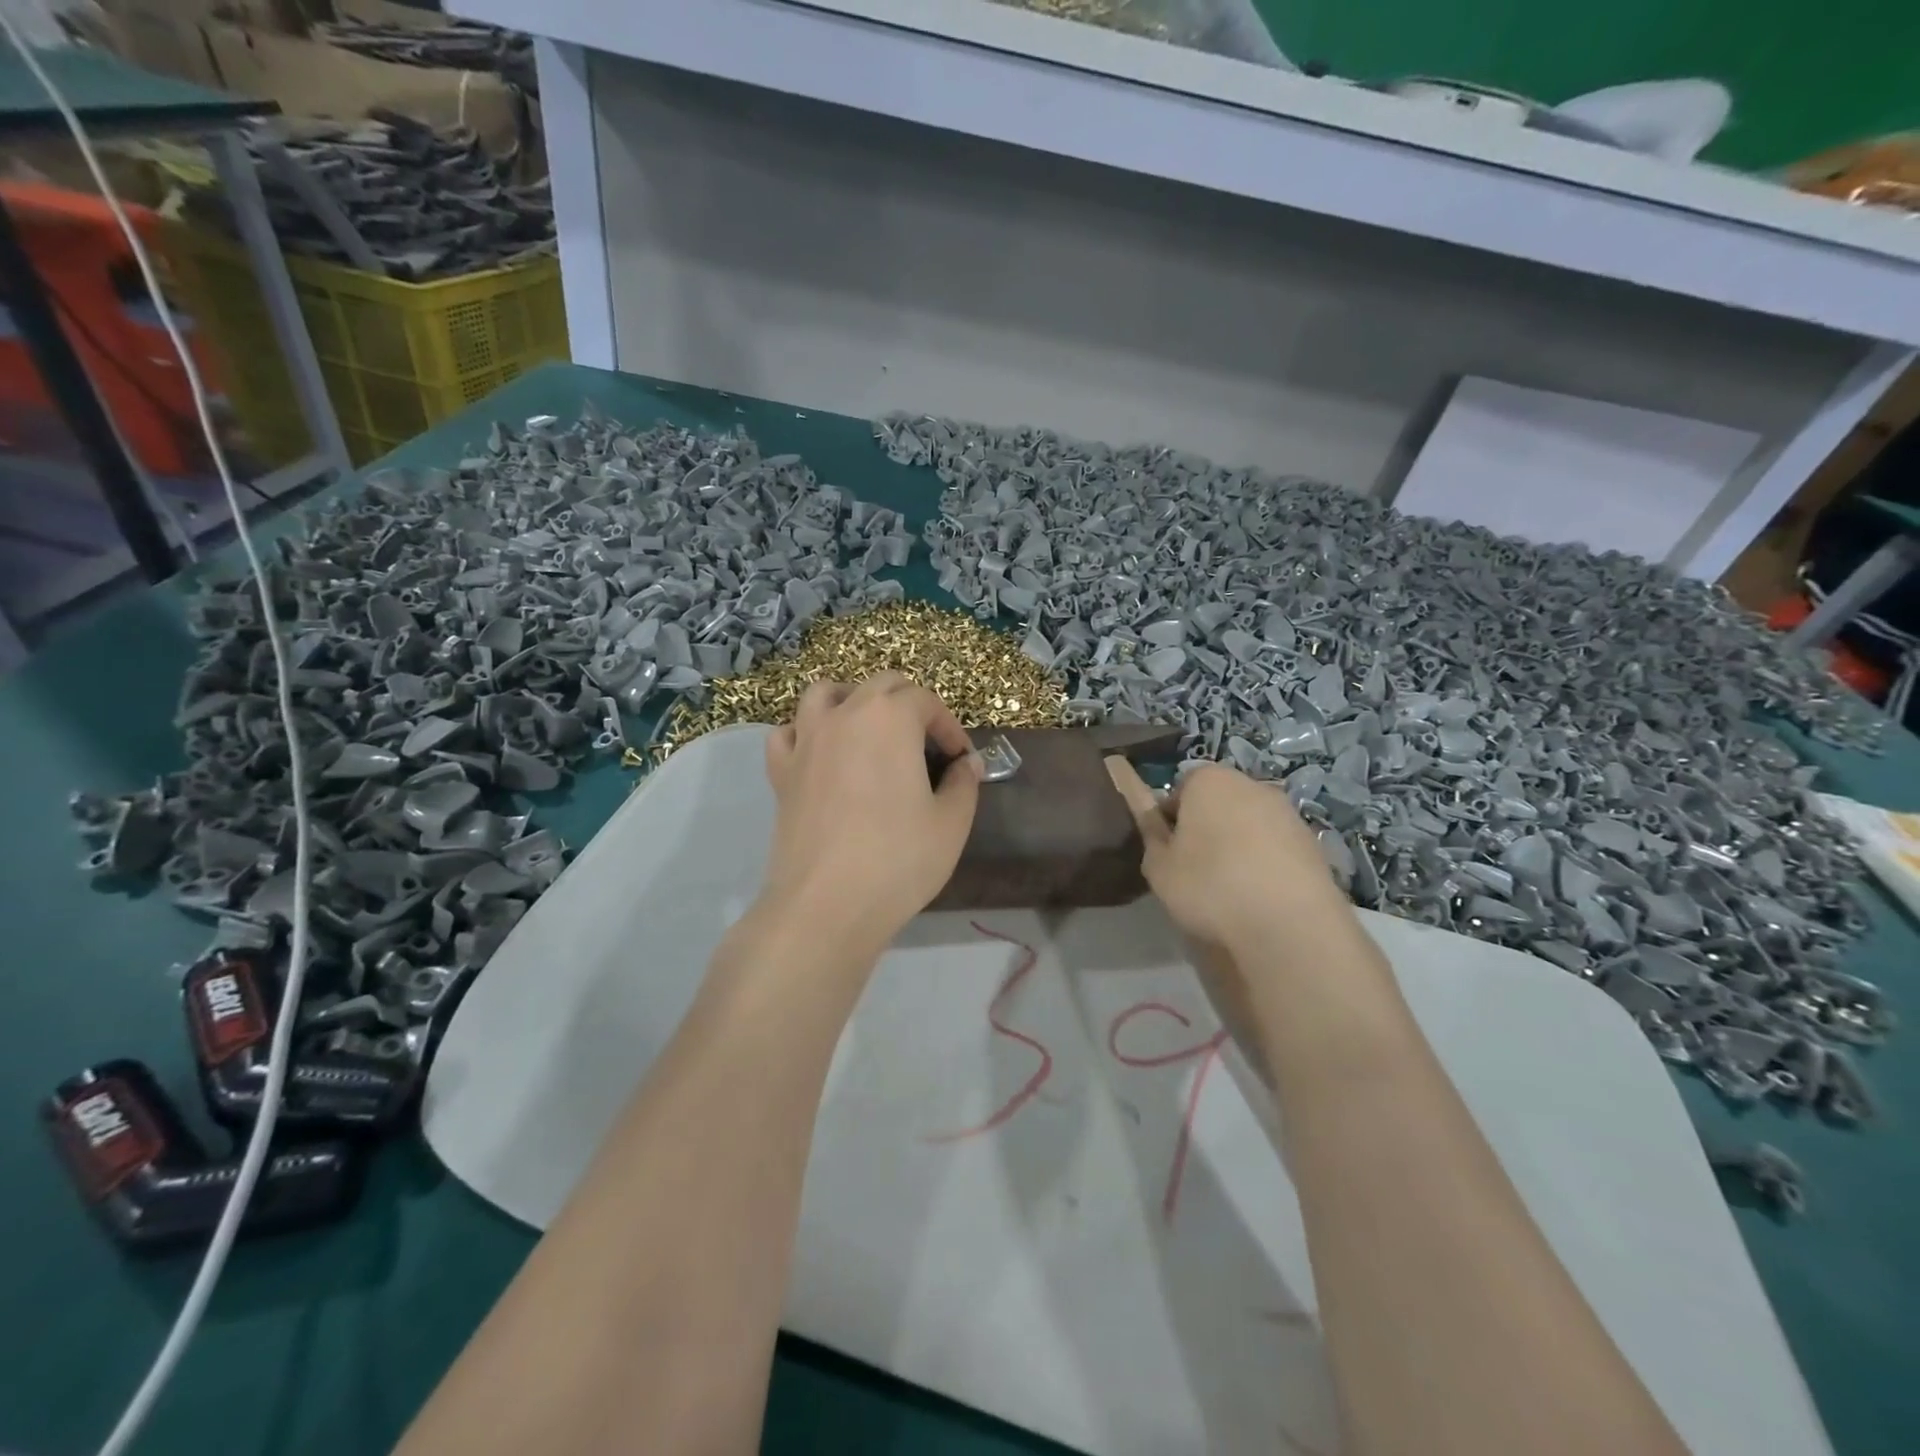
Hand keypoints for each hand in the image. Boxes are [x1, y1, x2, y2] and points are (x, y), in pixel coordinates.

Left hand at [760, 674, 981, 951]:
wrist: (826, 905)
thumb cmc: (898, 860)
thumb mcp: (951, 823)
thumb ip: (963, 783)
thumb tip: (966, 764)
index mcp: (890, 718)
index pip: (926, 701)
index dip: (950, 727)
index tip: (960, 760)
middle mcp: (844, 715)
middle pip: (880, 686)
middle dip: (910, 705)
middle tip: (926, 744)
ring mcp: (806, 740)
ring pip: (825, 693)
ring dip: (853, 701)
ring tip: (870, 731)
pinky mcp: (781, 772)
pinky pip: (789, 733)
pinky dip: (807, 733)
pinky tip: (823, 757)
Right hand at [1104, 759, 1351, 955]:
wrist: (1289, 926)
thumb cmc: (1210, 886)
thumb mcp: (1159, 867)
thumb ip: (1152, 836)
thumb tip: (1155, 822)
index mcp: (1209, 780)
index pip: (1180, 789)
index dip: (1170, 819)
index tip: (1168, 850)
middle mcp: (1251, 784)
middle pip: (1218, 801)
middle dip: (1206, 827)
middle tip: (1195, 868)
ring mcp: (1287, 812)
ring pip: (1249, 823)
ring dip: (1238, 844)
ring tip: (1230, 886)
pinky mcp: (1313, 842)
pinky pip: (1276, 846)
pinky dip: (1266, 862)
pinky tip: (1260, 895)